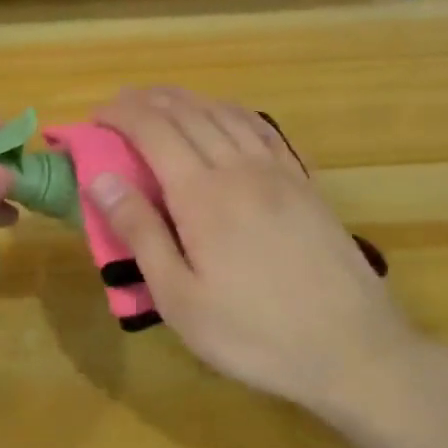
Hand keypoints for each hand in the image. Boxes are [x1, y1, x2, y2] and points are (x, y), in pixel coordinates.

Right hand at [90, 87, 425, 417]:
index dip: (122, 115)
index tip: (96, 116)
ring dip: (188, 100)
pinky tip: (225, 116)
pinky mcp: (304, 183)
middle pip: (189, 114)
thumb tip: (102, 180)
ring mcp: (278, 172)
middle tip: (121, 104)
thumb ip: (140, 234)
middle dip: (149, 101)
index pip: (154, 131)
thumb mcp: (181, 298)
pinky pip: (263, 129)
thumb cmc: (253, 333)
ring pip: (226, 114)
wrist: (351, 347)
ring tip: (162, 101)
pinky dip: (233, 111)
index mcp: (202, 195)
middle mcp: (239, 168)